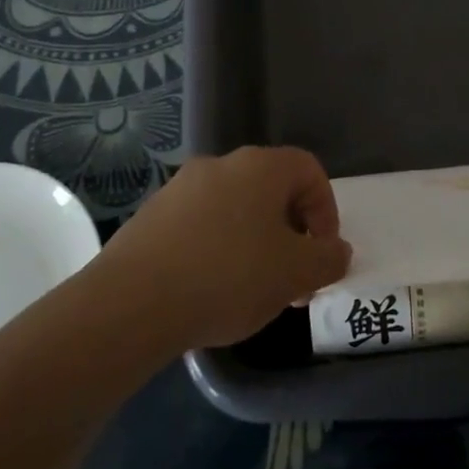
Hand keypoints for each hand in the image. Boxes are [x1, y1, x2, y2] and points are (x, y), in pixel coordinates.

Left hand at [95, 147, 350, 349]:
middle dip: (291, 232)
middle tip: (293, 277)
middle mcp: (220, 165)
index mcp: (260, 167)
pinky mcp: (151, 216)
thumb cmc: (228, 277)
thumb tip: (337, 251)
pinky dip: (217, 248)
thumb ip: (328, 259)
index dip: (326, 210)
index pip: (309, 170)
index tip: (322, 252)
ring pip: (235, 208)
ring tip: (253, 289)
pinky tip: (210, 289)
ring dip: (255, 241)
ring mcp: (180, 188)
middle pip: (272, 189)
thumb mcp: (295, 274)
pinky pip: (200, 225)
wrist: (131, 303)